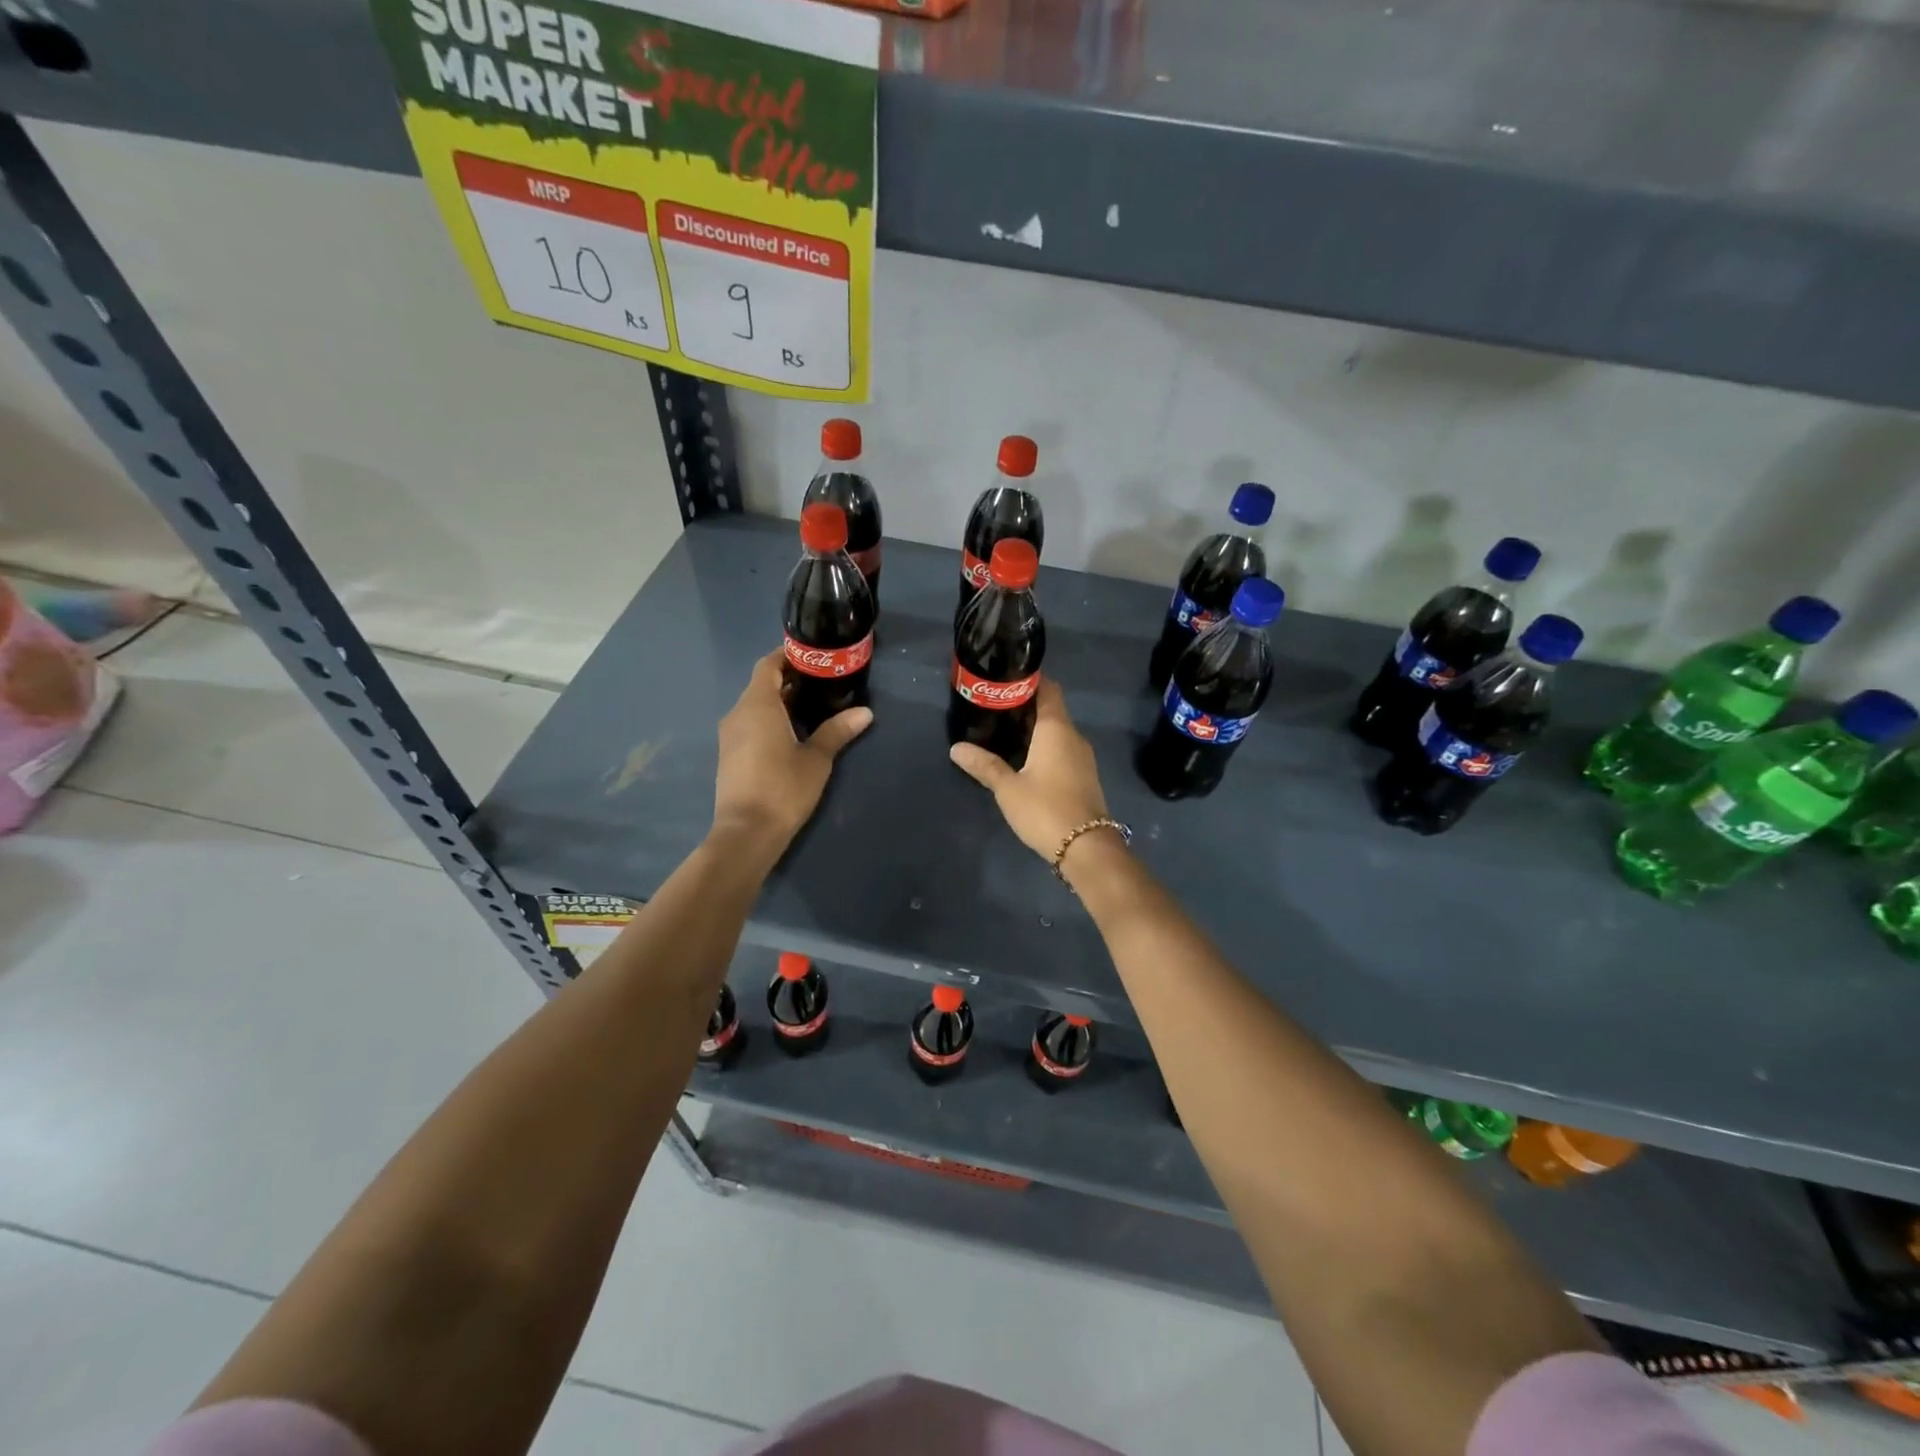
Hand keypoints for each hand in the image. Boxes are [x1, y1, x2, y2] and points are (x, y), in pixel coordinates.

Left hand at [713, 650, 870, 857]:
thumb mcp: (817, 758)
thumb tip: (865, 712)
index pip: (768, 665)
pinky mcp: (730, 754)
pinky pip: (750, 724)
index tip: (814, 657)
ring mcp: (730, 735)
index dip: (788, 656)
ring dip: (780, 701)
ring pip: (755, 706)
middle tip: (822, 682)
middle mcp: (738, 713)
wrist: (747, 832)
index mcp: (757, 705)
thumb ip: (837, 731)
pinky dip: (770, 719)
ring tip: (813, 707)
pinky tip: (794, 733)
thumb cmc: (783, 788)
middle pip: (762, 684)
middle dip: (789, 680)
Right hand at [949, 678, 1110, 861]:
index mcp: (1057, 729)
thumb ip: (984, 765)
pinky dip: (1045, 747)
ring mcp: (1083, 757)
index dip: (1029, 681)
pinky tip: (1025, 759)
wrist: (1087, 848)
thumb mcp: (1008, 788)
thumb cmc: (1046, 809)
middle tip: (994, 709)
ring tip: (1004, 733)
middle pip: (1052, 709)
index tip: (1005, 681)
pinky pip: (1063, 749)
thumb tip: (956, 748)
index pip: (1048, 689)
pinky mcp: (1084, 776)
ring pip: (1058, 731)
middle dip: (1026, 706)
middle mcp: (1074, 736)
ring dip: (1035, 729)